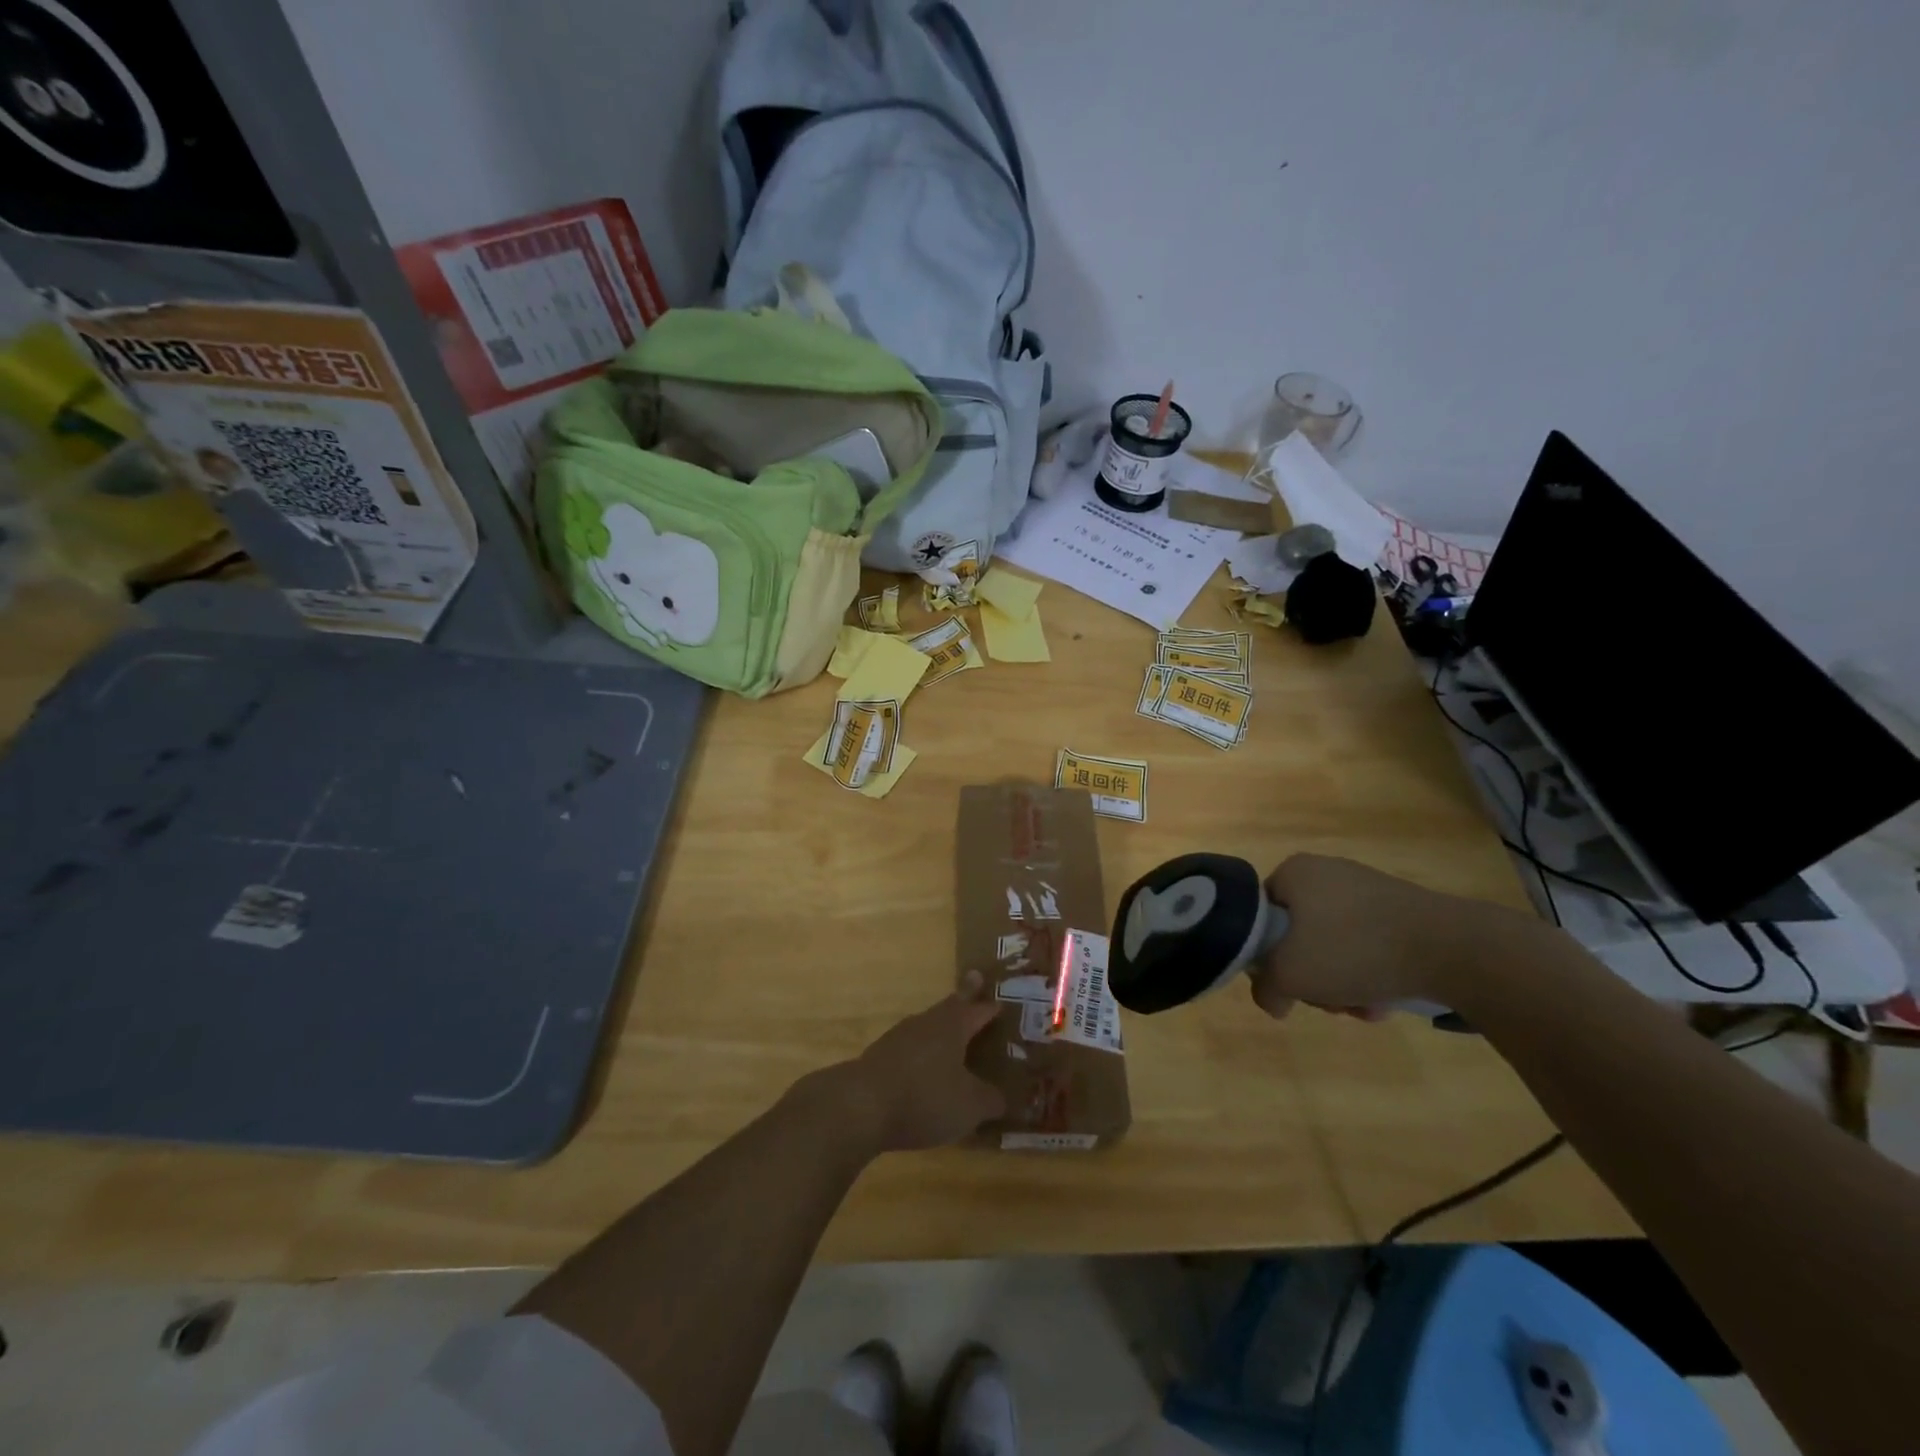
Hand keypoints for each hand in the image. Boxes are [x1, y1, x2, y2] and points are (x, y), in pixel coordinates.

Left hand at [824, 972, 1006, 1153]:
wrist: (861, 1105)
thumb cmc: (925, 1097)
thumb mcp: (969, 1106)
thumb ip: (991, 1101)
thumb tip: (1004, 1099)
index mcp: (953, 1026)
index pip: (978, 1010)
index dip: (991, 1007)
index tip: (1000, 999)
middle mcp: (927, 1023)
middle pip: (950, 1006)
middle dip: (964, 997)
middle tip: (975, 982)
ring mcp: (900, 1037)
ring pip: (928, 1025)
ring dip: (941, 1027)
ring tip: (952, 1034)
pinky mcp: (880, 1057)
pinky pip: (910, 1048)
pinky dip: (922, 1053)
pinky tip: (924, 1069)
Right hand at [1250, 854, 1491, 1019]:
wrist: (1451, 948)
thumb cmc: (1352, 949)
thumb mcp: (1289, 975)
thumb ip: (1265, 989)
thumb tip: (1273, 999)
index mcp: (1294, 872)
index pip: (1261, 915)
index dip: (1267, 953)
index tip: (1287, 980)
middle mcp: (1327, 872)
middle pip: (1300, 934)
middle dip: (1312, 975)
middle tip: (1326, 1000)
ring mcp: (1369, 889)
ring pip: (1336, 945)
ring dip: (1342, 982)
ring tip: (1362, 1007)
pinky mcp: (1402, 910)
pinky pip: (1370, 945)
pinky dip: (1371, 973)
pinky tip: (1385, 1001)